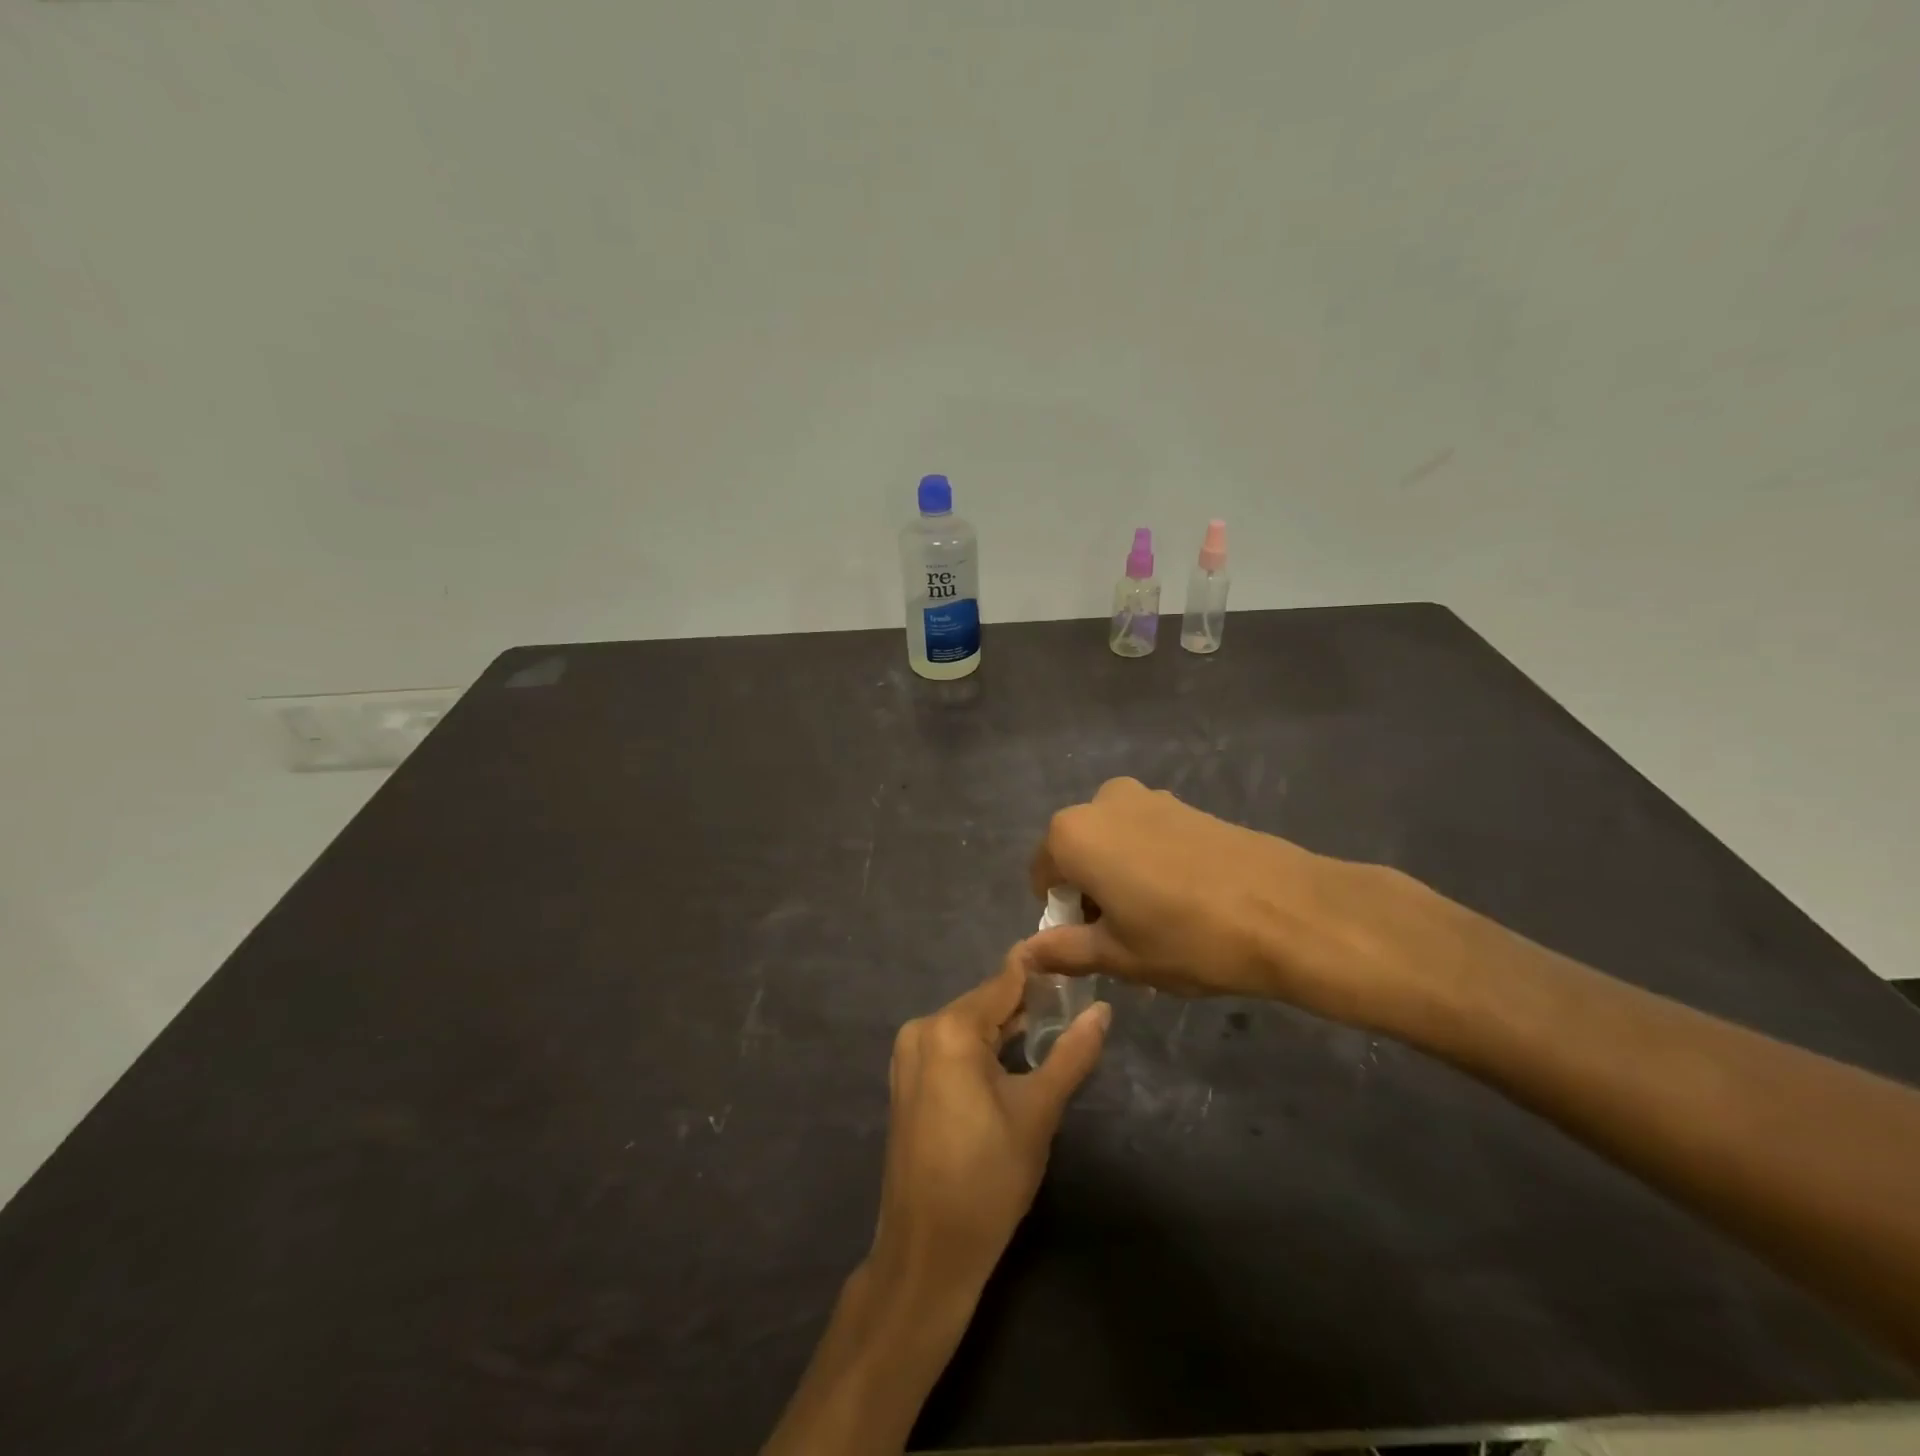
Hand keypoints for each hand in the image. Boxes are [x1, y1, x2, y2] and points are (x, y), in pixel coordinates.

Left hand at [867, 944, 1109, 1304]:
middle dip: (1026, 1003)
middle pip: (985, 1003)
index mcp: (950, 1029)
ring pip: (969, 1025)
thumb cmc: (988, 1179)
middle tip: (1074, 1000)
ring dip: (1006, 1026)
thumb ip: (1071, 1054)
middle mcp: (922, 1029)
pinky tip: (1014, 1055)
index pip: (1003, 982)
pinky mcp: (907, 1078)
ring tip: (1054, 1025)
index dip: (1038, 969)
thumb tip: (1103, 1010)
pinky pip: (952, 1046)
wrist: (927, 1251)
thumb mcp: (1038, 1112)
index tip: (1072, 955)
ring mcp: (909, 1054)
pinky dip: (983, 1046)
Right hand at [1027, 777, 1464, 1036]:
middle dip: (1091, 891)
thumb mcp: (1118, 956)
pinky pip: (1148, 835)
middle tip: (1126, 936)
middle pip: (1078, 852)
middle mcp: (1103, 802)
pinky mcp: (1187, 805)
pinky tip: (1188, 899)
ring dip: (1121, 877)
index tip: (1091, 944)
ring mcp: (1149, 797)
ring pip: (1115, 843)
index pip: (1043, 875)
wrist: (1289, 911)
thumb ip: (1064, 950)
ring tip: (1161, 920)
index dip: (1060, 914)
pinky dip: (1151, 863)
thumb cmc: (1187, 937)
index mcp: (1073, 834)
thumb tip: (1025, 954)